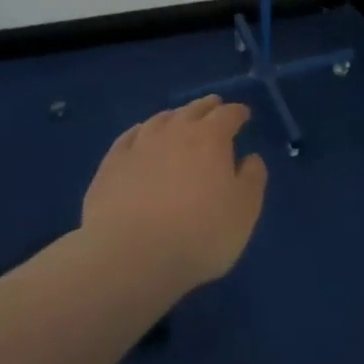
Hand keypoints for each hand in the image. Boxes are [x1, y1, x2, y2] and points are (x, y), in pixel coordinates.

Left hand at [81, 95, 267, 287]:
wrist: (130, 257)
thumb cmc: (199, 234)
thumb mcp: (244, 211)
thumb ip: (252, 179)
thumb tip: (250, 158)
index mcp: (211, 138)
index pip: (228, 115)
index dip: (237, 112)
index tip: (243, 114)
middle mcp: (175, 132)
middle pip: (193, 110)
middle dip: (207, 107)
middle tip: (214, 106)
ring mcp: (139, 147)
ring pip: (160, 120)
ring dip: (174, 116)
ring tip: (179, 118)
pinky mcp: (111, 166)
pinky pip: (128, 138)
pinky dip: (140, 131)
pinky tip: (140, 135)